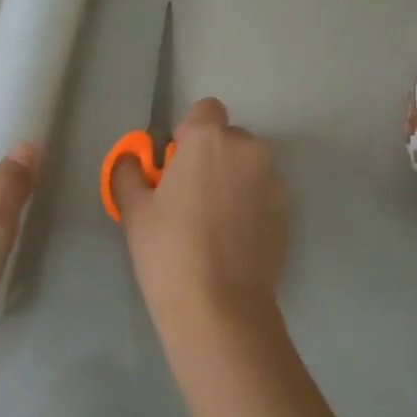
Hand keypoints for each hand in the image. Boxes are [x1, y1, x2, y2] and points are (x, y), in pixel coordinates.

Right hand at [113, 98, 288, 334]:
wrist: (220, 306)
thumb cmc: (168, 250)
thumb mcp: (134, 209)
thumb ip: (129, 173)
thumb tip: (132, 161)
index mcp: (209, 140)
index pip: (205, 109)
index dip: (189, 132)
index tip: (175, 165)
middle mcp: (249, 150)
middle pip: (229, 138)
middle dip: (211, 157)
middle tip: (189, 197)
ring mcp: (273, 182)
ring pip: (248, 166)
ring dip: (232, 180)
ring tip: (211, 223)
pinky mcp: (287, 212)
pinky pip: (262, 193)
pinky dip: (249, 205)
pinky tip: (231, 240)